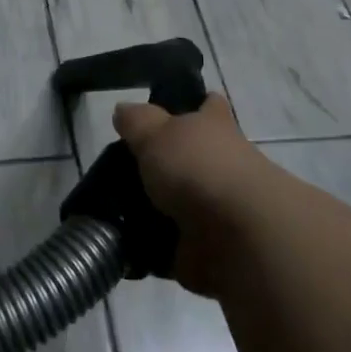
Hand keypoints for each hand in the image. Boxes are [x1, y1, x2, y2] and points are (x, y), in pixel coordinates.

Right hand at [114, 93, 276, 295]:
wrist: (238, 236)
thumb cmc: (198, 168)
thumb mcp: (155, 132)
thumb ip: (136, 121)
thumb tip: (124, 110)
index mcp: (214, 128)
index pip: (209, 107)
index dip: (197, 104)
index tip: (176, 109)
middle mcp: (222, 164)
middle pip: (193, 157)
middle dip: (165, 163)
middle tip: (121, 168)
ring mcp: (218, 207)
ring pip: (182, 201)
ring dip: (154, 208)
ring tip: (112, 207)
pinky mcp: (208, 247)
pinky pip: (172, 242)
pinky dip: (152, 244)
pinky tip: (122, 240)